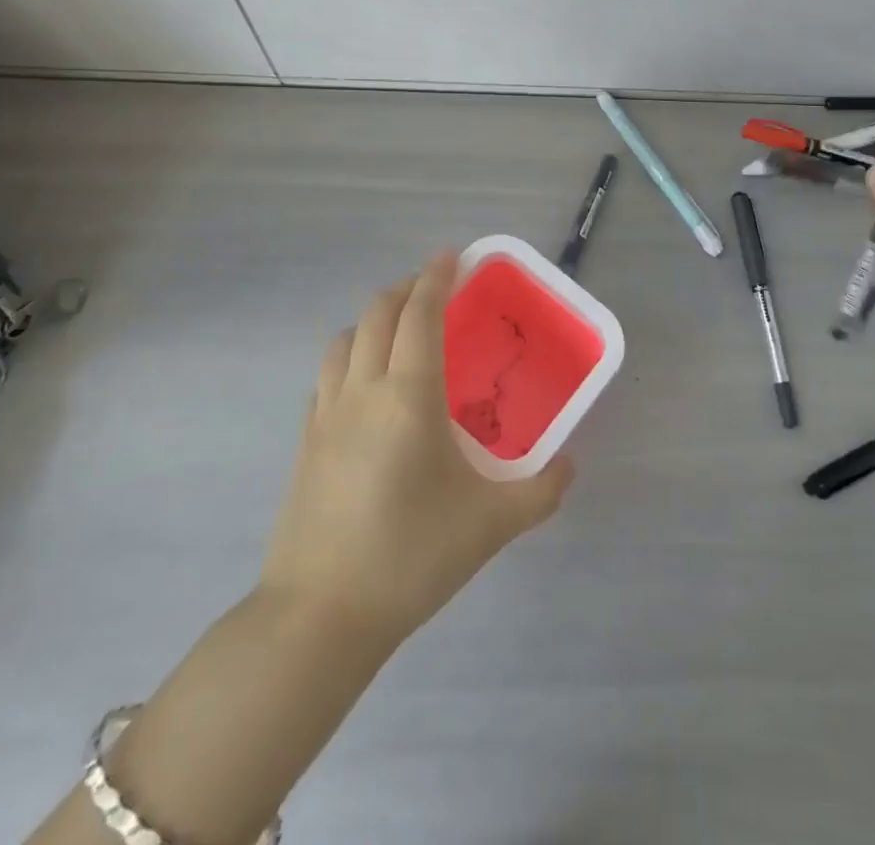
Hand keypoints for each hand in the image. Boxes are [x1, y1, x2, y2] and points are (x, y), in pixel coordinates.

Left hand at [258, 252, 573, 651]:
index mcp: (408, 395)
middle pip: (377, 314)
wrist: (319, 618)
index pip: (420, 314)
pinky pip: (326, 377)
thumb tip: (569, 466)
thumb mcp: (491, 525)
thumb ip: (541, 491)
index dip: (436, 277)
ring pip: (343, 340)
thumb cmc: (410, 557)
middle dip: (406, 289)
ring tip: (399, 330)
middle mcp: (363, 390)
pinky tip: (365, 385)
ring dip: (372, 320)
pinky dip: (348, 357)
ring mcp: (325, 415)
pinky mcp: (304, 443)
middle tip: (434, 289)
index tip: (452, 256)